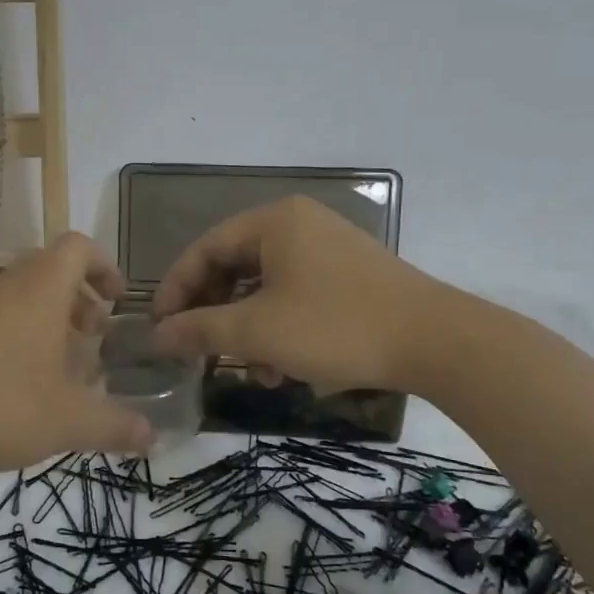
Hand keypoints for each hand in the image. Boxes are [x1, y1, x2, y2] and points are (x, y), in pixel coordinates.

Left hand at [0, 233, 154, 470]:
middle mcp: (3, 287)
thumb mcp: (67, 421)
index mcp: (40, 291)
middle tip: (92, 337)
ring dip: (44, 321)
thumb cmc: (1, 405)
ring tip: (57, 367)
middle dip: (77, 300)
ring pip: (17, 297)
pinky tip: (13, 384)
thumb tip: (153, 437)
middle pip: (48, 271)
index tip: (116, 300)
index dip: (103, 266)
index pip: (78, 248)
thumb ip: (115, 426)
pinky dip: (12, 336)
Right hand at [150, 196, 441, 392]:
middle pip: (235, 267)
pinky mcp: (349, 277)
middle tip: (198, 351)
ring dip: (248, 331)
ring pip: (266, 288)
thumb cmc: (335, 327)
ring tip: (250, 372)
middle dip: (215, 315)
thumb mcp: (258, 332)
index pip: (206, 249)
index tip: (160, 327)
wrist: (436, 341)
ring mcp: (328, 249)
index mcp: (273, 222)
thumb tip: (157, 335)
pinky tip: (282, 369)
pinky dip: (279, 330)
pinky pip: (295, 297)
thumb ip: (201, 329)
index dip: (176, 288)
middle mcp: (299, 225)